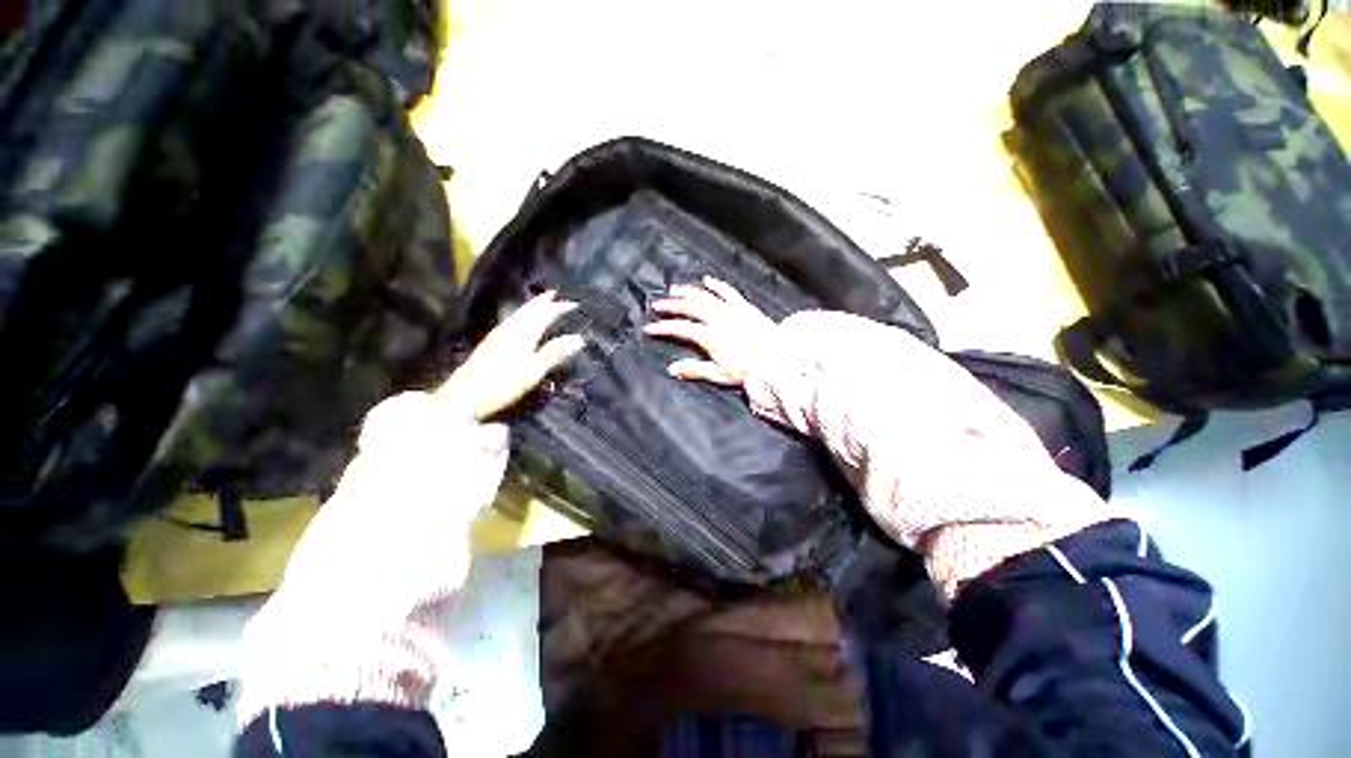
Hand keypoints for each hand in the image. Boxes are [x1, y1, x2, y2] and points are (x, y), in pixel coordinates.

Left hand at [438, 290, 584, 418]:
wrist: (465, 395)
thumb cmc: (505, 383)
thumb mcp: (535, 370)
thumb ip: (556, 352)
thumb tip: (578, 338)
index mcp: (524, 333)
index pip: (545, 314)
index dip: (560, 308)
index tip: (575, 304)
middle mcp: (511, 328)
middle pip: (529, 310)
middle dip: (543, 301)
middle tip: (555, 294)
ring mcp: (498, 334)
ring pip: (519, 314)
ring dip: (532, 306)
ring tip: (541, 303)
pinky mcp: (491, 342)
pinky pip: (513, 320)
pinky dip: (523, 315)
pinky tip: (522, 321)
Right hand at [644, 276, 776, 385]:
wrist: (778, 358)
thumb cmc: (749, 370)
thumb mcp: (720, 374)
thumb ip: (695, 370)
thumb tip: (672, 369)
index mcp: (710, 336)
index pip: (681, 329)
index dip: (663, 328)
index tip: (649, 328)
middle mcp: (718, 319)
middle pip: (690, 308)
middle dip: (671, 306)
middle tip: (658, 305)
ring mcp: (731, 311)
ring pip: (705, 297)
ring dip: (688, 292)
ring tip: (674, 289)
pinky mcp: (744, 308)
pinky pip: (728, 292)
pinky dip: (716, 286)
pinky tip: (707, 280)